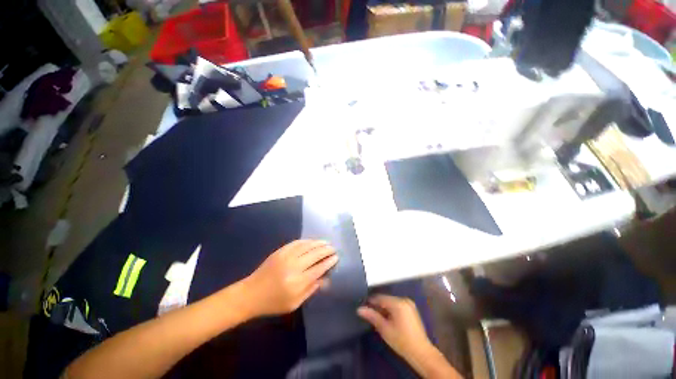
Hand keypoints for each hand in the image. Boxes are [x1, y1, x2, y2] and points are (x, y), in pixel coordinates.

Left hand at [242, 240, 337, 316]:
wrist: (251, 294)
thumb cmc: (273, 303)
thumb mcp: (294, 303)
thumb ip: (311, 290)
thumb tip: (325, 278)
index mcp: (297, 282)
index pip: (319, 268)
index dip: (329, 262)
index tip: (336, 257)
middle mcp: (293, 266)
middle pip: (315, 254)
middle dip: (326, 250)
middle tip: (333, 248)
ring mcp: (286, 256)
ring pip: (307, 246)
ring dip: (318, 243)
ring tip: (326, 243)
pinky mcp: (280, 251)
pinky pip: (297, 243)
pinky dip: (307, 241)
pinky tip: (312, 241)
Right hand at [357, 295, 432, 360]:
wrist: (421, 353)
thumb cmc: (401, 341)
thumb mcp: (384, 329)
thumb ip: (372, 316)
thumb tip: (359, 309)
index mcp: (398, 303)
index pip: (380, 298)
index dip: (371, 302)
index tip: (363, 307)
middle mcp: (404, 300)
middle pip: (386, 299)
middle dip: (378, 306)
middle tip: (370, 315)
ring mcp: (409, 304)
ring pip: (392, 302)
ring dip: (384, 308)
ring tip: (378, 318)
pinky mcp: (412, 309)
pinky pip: (398, 306)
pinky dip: (392, 310)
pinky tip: (388, 319)